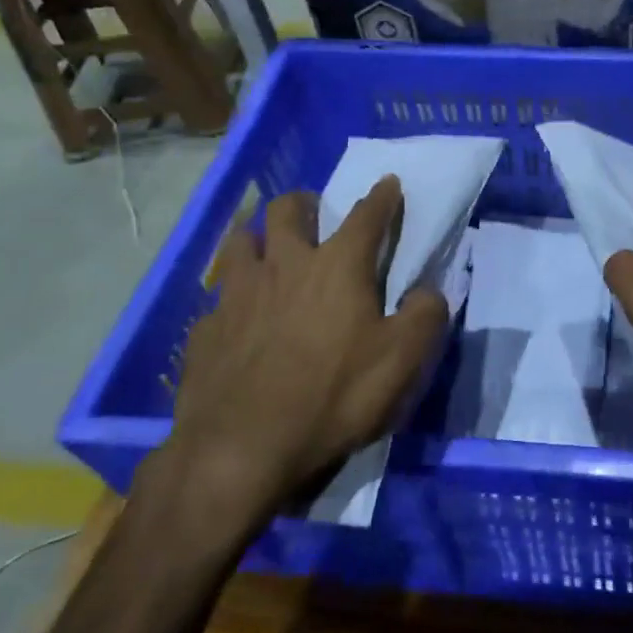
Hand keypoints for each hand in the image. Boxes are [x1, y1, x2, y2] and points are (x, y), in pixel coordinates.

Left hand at [157, 177, 447, 534]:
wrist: (242, 449)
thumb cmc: (334, 397)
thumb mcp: (403, 360)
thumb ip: (426, 315)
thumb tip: (427, 291)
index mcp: (338, 266)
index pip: (366, 215)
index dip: (382, 197)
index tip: (388, 182)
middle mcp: (285, 265)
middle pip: (288, 209)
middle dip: (305, 202)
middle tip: (314, 214)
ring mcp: (237, 293)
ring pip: (242, 239)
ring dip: (258, 236)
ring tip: (268, 251)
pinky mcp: (206, 328)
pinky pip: (220, 297)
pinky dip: (234, 297)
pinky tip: (239, 319)